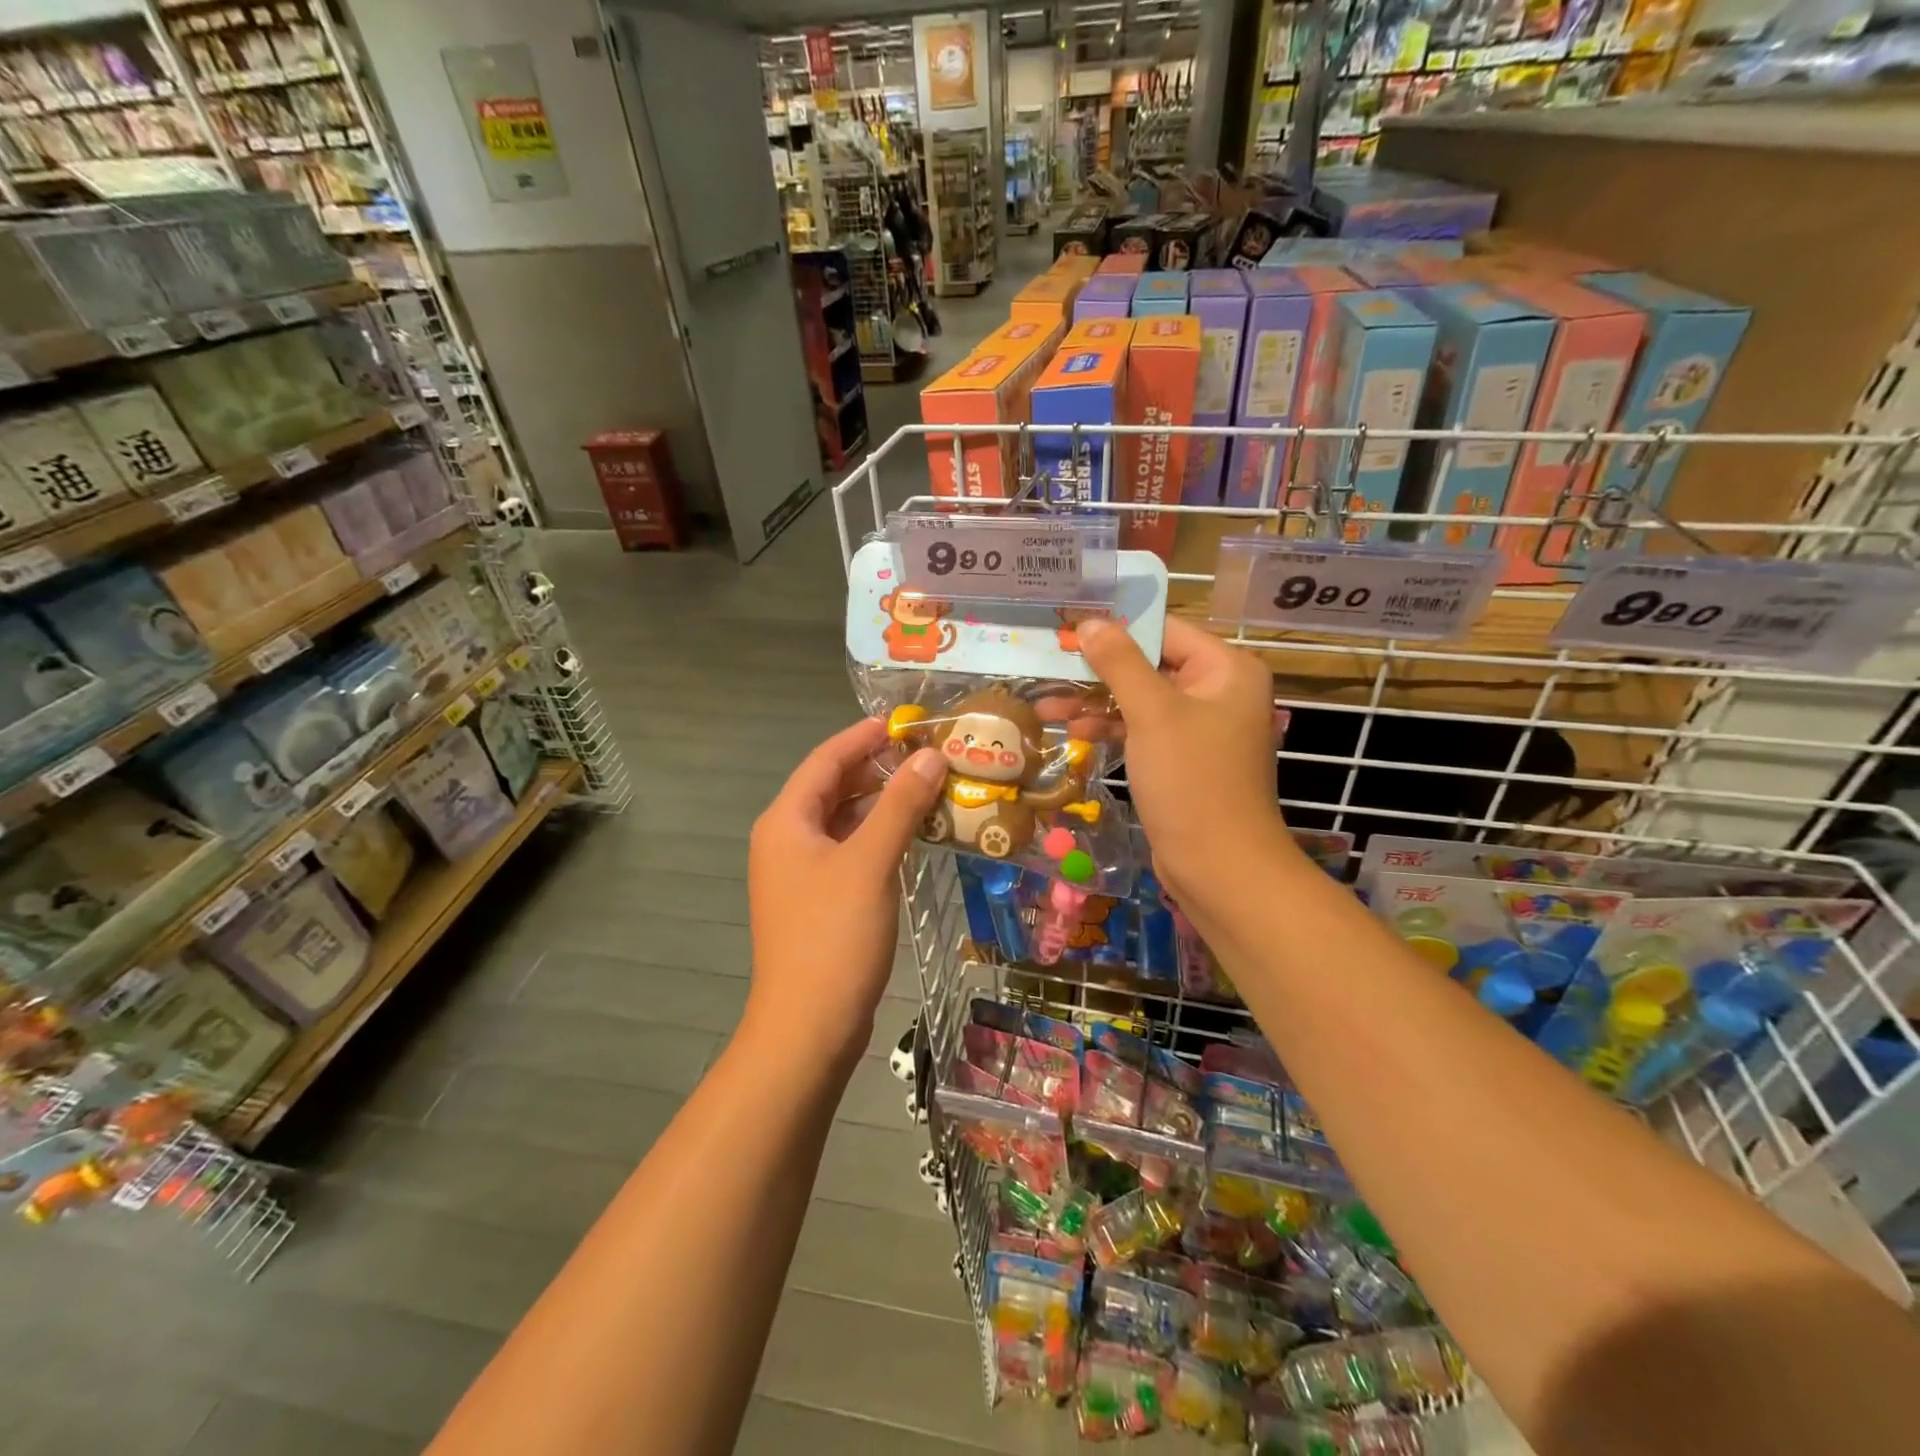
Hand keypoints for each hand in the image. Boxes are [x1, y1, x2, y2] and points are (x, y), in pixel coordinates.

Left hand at [746, 719, 947, 1064]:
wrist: (807, 1027)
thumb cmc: (834, 936)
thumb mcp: (871, 862)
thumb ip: (900, 804)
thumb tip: (930, 756)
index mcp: (786, 820)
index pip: (826, 759)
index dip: (864, 736)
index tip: (906, 722)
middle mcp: (787, 839)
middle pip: (833, 788)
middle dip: (878, 768)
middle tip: (928, 755)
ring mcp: (801, 873)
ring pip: (844, 821)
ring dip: (882, 803)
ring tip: (930, 788)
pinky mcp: (818, 900)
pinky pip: (850, 851)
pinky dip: (879, 836)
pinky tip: (914, 836)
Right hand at [1076, 617, 1296, 916]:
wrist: (1218, 866)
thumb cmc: (1191, 780)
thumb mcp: (1152, 714)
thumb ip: (1119, 663)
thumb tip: (1090, 622)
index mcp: (1227, 669)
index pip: (1164, 630)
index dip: (1115, 628)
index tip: (1067, 628)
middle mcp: (1218, 691)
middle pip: (1149, 665)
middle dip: (1098, 670)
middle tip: (1049, 667)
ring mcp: (1200, 727)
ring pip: (1140, 700)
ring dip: (1096, 702)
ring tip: (1046, 706)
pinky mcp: (1182, 758)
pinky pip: (1142, 729)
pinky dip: (1111, 729)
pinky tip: (1074, 732)